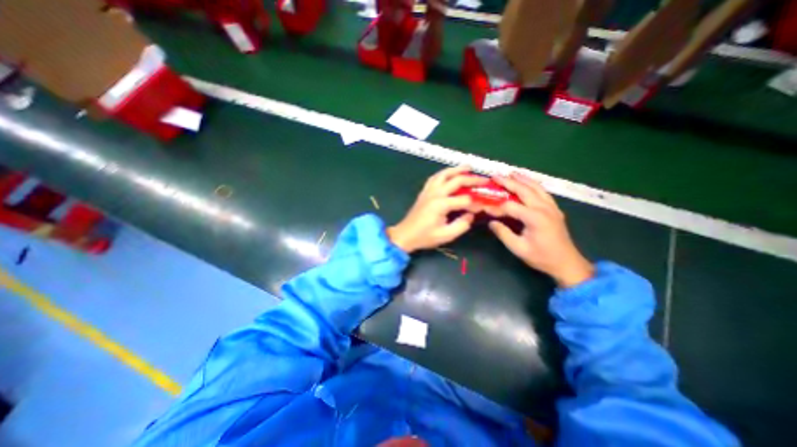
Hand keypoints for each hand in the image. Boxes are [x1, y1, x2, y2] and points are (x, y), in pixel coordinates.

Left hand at [386, 166, 485, 252]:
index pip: (464, 199)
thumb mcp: (446, 235)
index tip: (482, 208)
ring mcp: (428, 191)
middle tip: (484, 179)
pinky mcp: (424, 192)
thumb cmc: (424, 236)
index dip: (475, 204)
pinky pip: (434, 178)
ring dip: (456, 170)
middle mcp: (435, 193)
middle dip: (472, 179)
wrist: (405, 235)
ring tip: (468, 167)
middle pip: (456, 181)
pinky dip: (443, 173)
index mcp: (441, 204)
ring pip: (443, 174)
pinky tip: (448, 174)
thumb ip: (461, 225)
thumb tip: (471, 214)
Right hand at [486, 173, 589, 286]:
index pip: (510, 206)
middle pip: (523, 190)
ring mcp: (551, 207)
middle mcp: (544, 208)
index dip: (496, 206)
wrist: (567, 263)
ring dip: (522, 179)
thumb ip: (503, 234)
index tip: (484, 207)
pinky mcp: (555, 209)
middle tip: (495, 176)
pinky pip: (543, 192)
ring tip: (511, 173)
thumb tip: (491, 222)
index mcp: (534, 217)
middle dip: (508, 182)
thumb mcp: (519, 248)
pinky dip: (533, 184)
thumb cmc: (541, 257)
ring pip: (535, 187)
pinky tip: (528, 182)